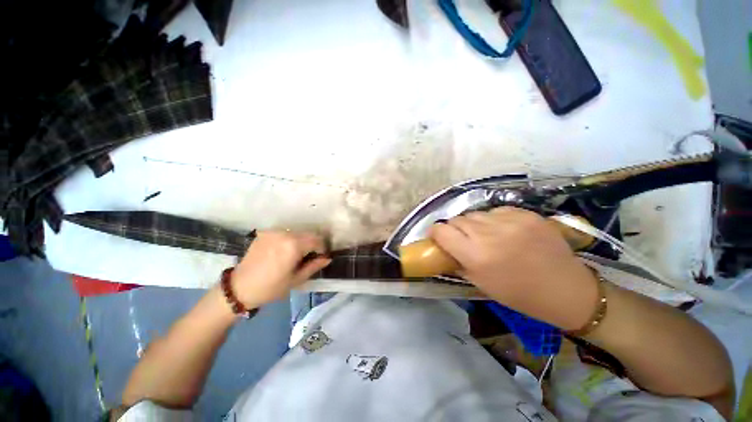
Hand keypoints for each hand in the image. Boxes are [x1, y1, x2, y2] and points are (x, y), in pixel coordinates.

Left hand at [230, 231, 330, 308]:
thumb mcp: (296, 279)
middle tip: (310, 256)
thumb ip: (314, 266)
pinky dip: (289, 239)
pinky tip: (284, 251)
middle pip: (308, 234)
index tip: (321, 257)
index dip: (322, 248)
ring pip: (297, 232)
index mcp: (294, 245)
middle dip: (313, 244)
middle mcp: (285, 234)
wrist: (239, 288)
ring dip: (302, 241)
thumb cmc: (271, 287)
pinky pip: (284, 233)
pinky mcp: (265, 233)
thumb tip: (327, 258)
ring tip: (297, 254)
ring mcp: (274, 232)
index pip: (317, 240)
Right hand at [429, 207, 599, 329]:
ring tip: (486, 235)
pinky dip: (494, 219)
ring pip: (475, 214)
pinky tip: (504, 230)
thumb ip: (457, 261)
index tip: (438, 237)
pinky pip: (496, 210)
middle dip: (454, 229)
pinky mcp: (525, 213)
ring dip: (474, 224)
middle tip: (463, 239)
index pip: (441, 231)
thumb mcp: (480, 283)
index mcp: (475, 255)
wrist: (566, 289)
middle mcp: (489, 234)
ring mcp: (509, 221)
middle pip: (457, 219)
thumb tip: (444, 246)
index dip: (435, 232)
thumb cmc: (518, 294)